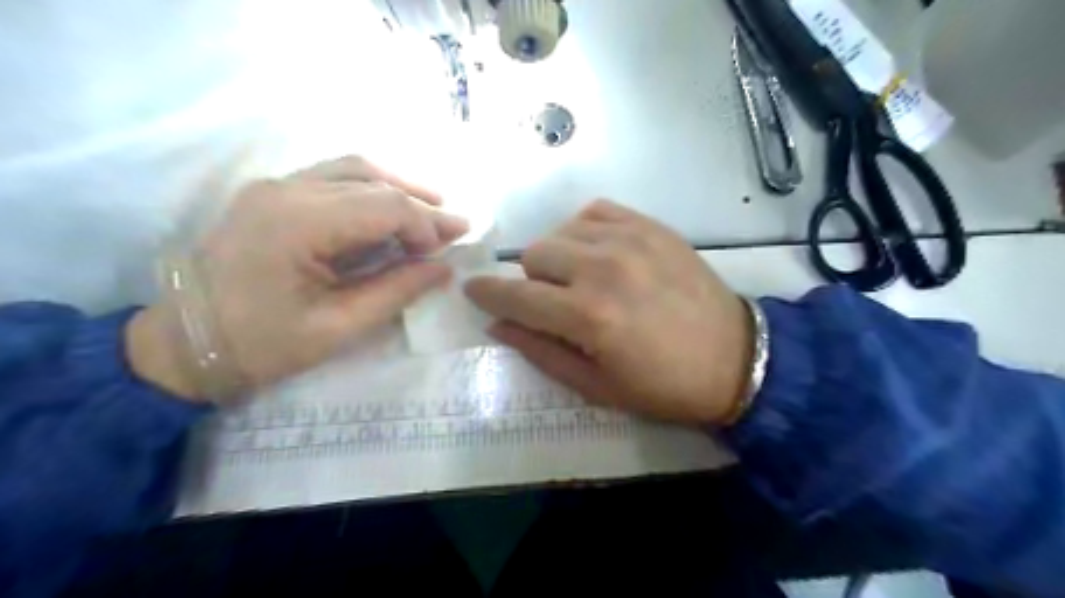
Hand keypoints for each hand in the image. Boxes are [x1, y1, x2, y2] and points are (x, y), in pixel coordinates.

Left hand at [126, 157, 466, 403]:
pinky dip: (370, 189)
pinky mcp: (270, 194)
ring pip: (353, 168)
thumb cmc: (259, 346)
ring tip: (431, 210)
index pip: (383, 205)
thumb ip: (396, 291)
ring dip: (397, 188)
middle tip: (454, 228)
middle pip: (372, 180)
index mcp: (298, 223)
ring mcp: (273, 186)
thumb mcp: (337, 328)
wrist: (181, 345)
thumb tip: (443, 269)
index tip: (446, 253)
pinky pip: (332, 177)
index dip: (425, 225)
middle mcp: (285, 189)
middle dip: (419, 204)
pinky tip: (389, 209)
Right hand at [465, 201, 746, 423]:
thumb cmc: (662, 386)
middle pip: (534, 255)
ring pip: (560, 232)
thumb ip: (540, 351)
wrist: (735, 358)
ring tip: (580, 279)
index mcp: (588, 317)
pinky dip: (584, 231)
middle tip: (553, 302)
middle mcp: (603, 269)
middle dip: (531, 282)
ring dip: (558, 257)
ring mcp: (629, 240)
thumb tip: (497, 324)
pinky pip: (594, 211)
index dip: (488, 294)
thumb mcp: (595, 387)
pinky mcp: (650, 226)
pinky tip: (598, 252)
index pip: (516, 296)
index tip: (474, 291)